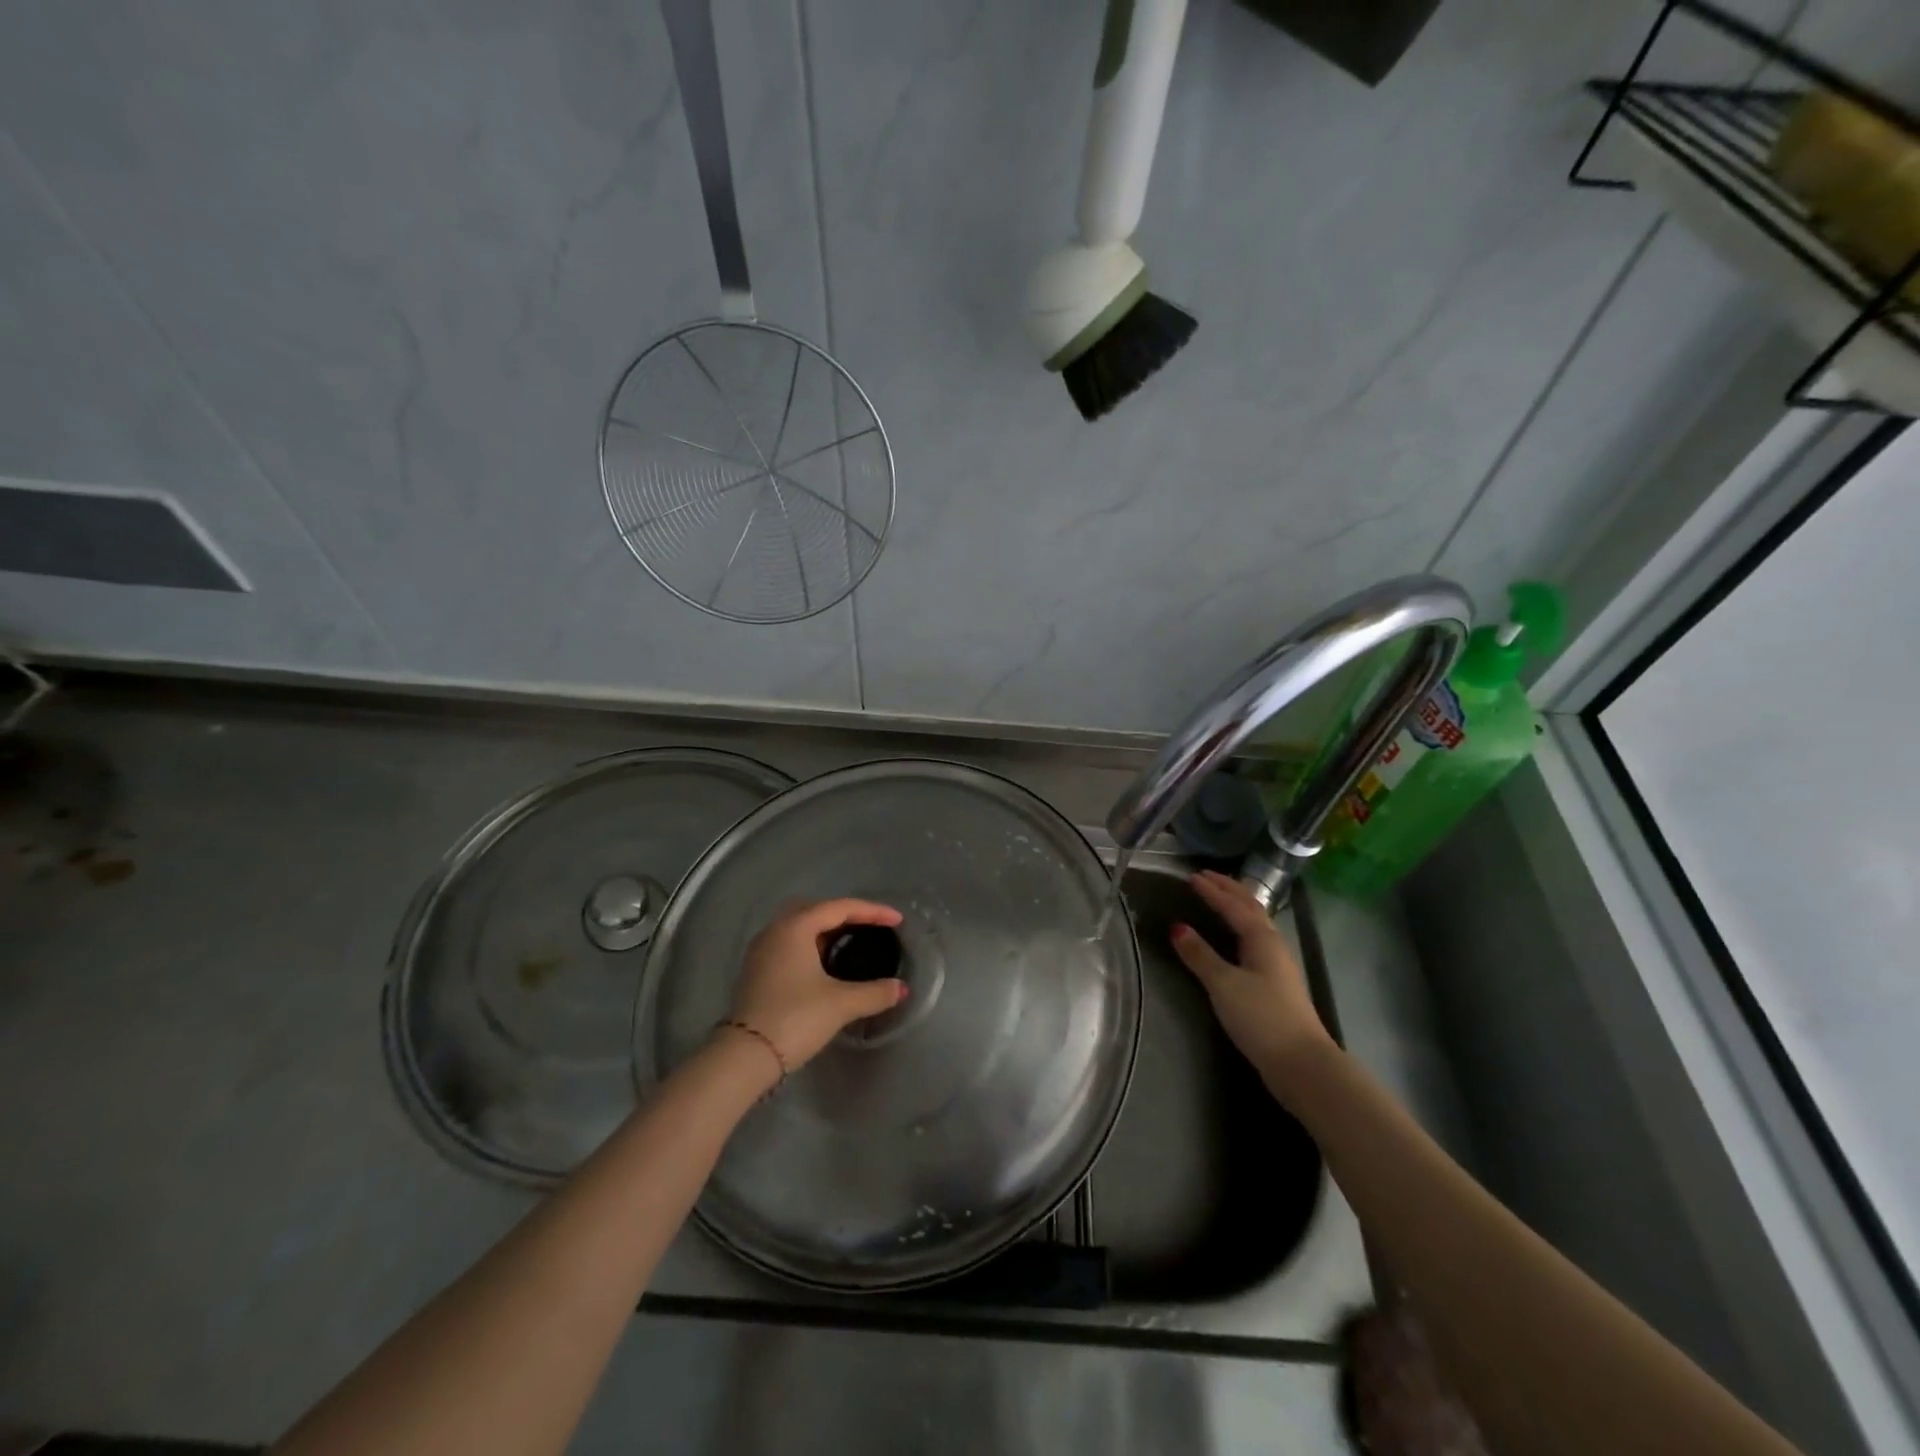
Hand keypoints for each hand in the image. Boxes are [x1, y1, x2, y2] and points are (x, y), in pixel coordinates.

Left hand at [722, 898, 907, 1074]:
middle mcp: (776, 930)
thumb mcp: (841, 1004)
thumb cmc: (795, 1019)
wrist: (744, 1057)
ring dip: (827, 929)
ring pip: (800, 926)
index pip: (840, 907)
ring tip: (853, 942)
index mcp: (795, 927)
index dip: (872, 911)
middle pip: (817, 909)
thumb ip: (875, 992)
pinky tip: (826, 963)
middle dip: (847, 914)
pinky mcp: (757, 970)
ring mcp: (762, 950)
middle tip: (873, 926)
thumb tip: (900, 989)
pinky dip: (812, 944)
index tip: (897, 920)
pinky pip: (790, 943)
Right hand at [1170, 870, 1334, 1092]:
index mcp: (1261, 939)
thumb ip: (1199, 955)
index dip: (1212, 890)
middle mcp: (1273, 945)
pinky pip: (1256, 940)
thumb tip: (1177, 927)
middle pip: (1251, 908)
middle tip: (1207, 876)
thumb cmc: (1261, 1017)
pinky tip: (1235, 939)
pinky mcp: (1277, 984)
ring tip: (1221, 898)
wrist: (1302, 1063)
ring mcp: (1278, 965)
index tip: (1191, 876)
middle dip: (1229, 889)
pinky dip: (1242, 927)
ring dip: (1238, 906)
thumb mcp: (1223, 984)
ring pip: (1257, 923)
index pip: (1233, 905)